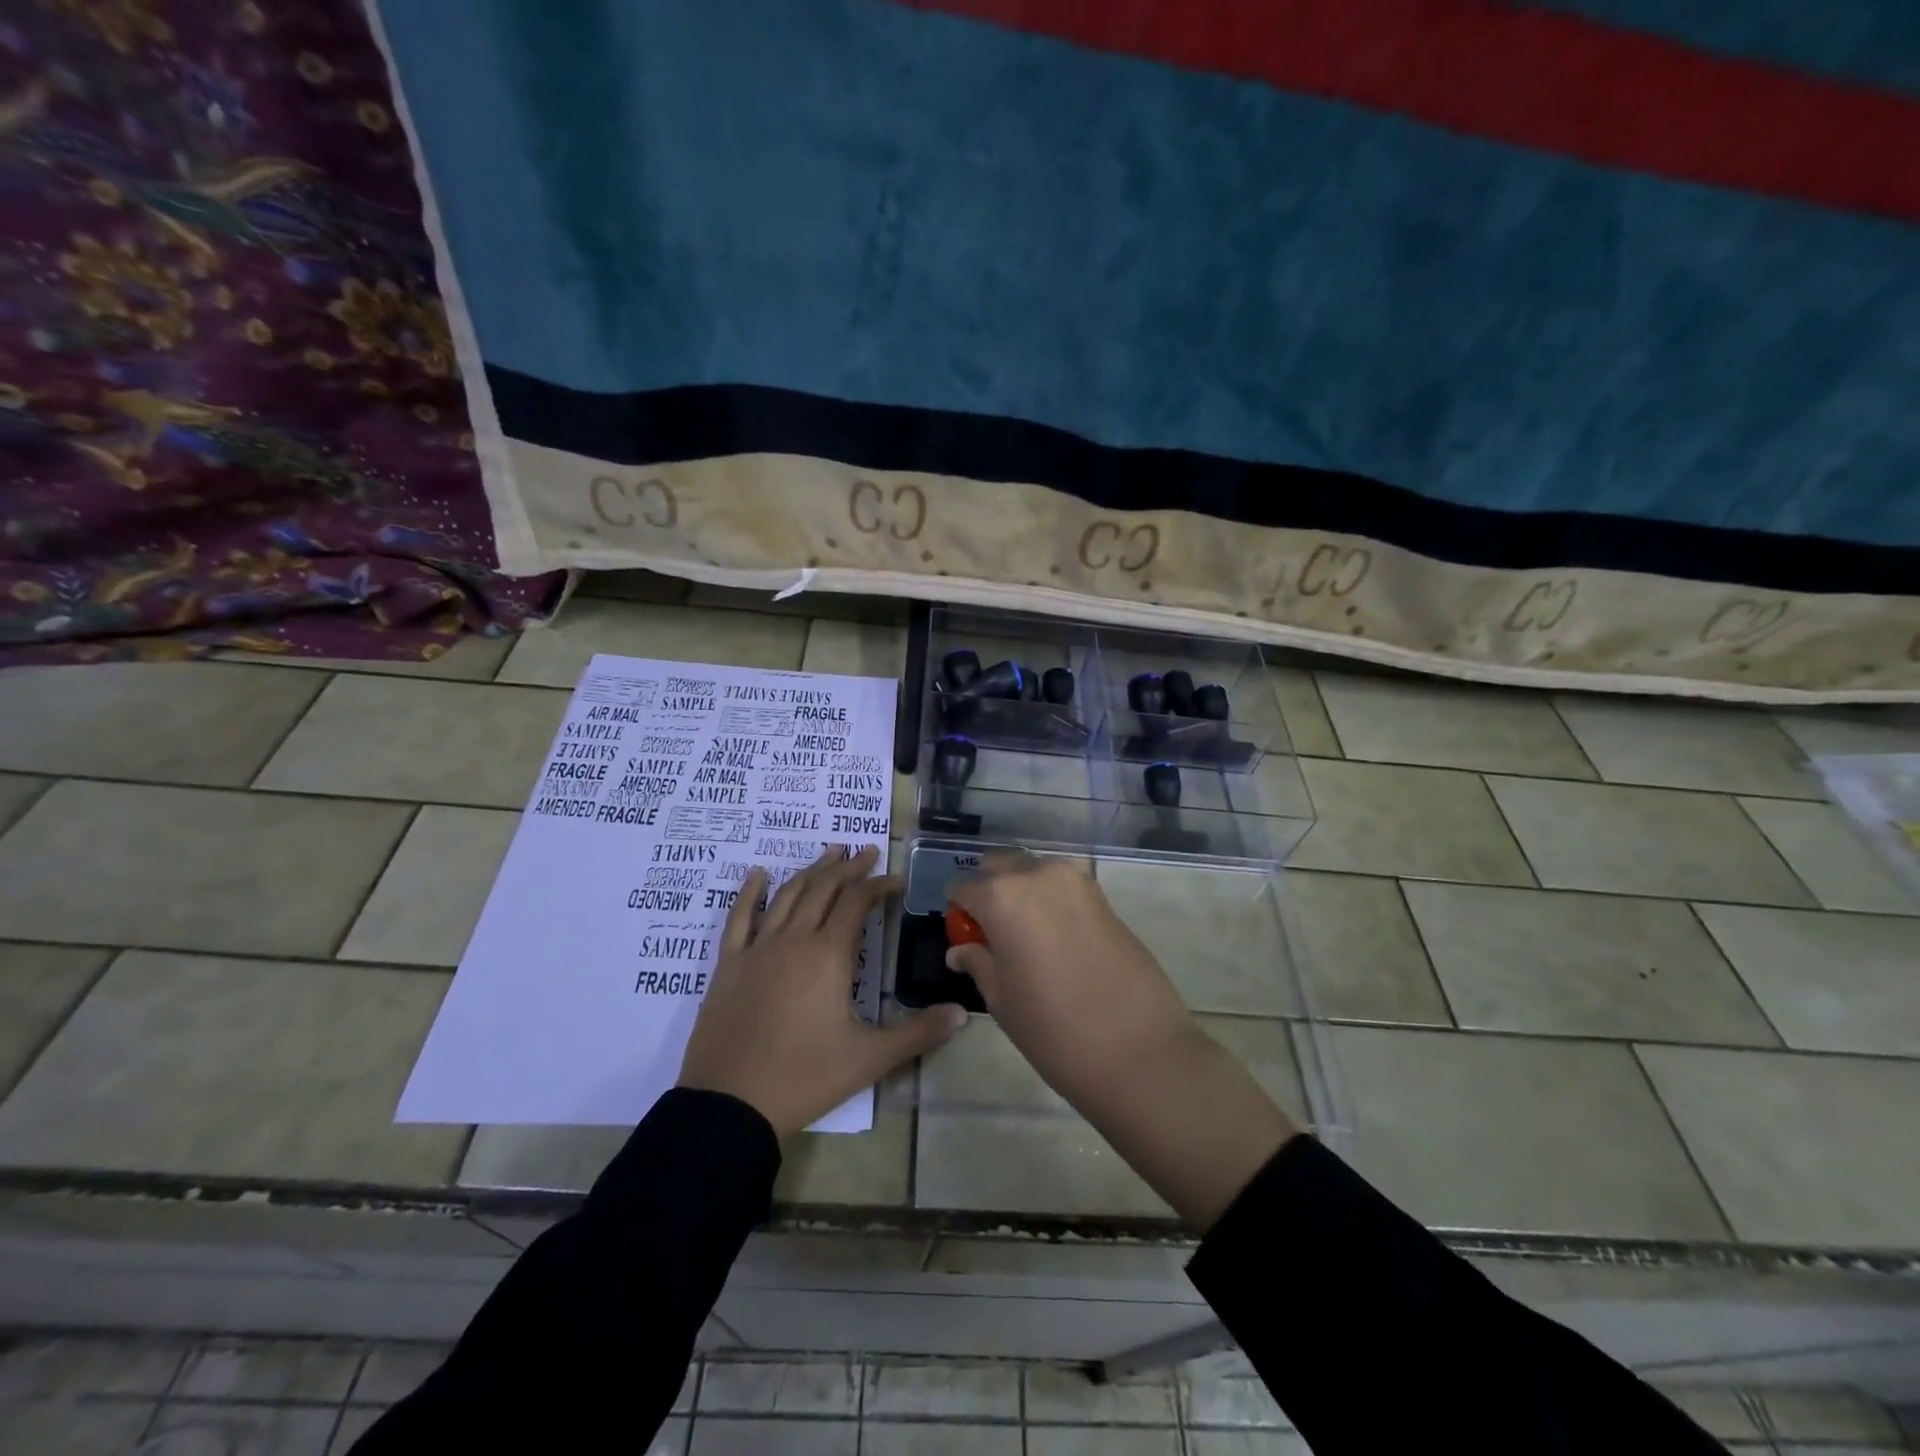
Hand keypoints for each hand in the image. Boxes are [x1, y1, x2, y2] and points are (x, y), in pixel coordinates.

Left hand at [678, 845, 964, 1138]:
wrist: (731, 1105)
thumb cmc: (805, 1077)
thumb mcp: (870, 1059)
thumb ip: (919, 1033)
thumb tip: (962, 1014)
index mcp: (829, 954)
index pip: (858, 902)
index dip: (878, 885)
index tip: (896, 878)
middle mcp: (794, 939)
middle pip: (823, 889)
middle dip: (848, 868)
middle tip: (866, 852)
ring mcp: (757, 949)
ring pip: (787, 895)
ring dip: (811, 870)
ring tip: (830, 853)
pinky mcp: (728, 965)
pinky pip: (739, 918)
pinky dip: (749, 892)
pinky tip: (757, 874)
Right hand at [945, 852, 1296, 1228]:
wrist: (1139, 1051)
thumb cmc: (1054, 1030)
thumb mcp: (1002, 1000)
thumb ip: (978, 962)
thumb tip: (961, 949)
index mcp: (1003, 896)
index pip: (963, 888)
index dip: (959, 913)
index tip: (965, 938)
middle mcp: (1038, 874)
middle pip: (999, 867)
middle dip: (989, 892)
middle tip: (993, 935)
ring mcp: (1076, 881)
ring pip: (1033, 871)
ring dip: (1021, 892)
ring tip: (1026, 938)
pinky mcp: (1104, 896)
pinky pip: (1062, 886)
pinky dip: (1050, 901)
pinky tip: (1056, 940)